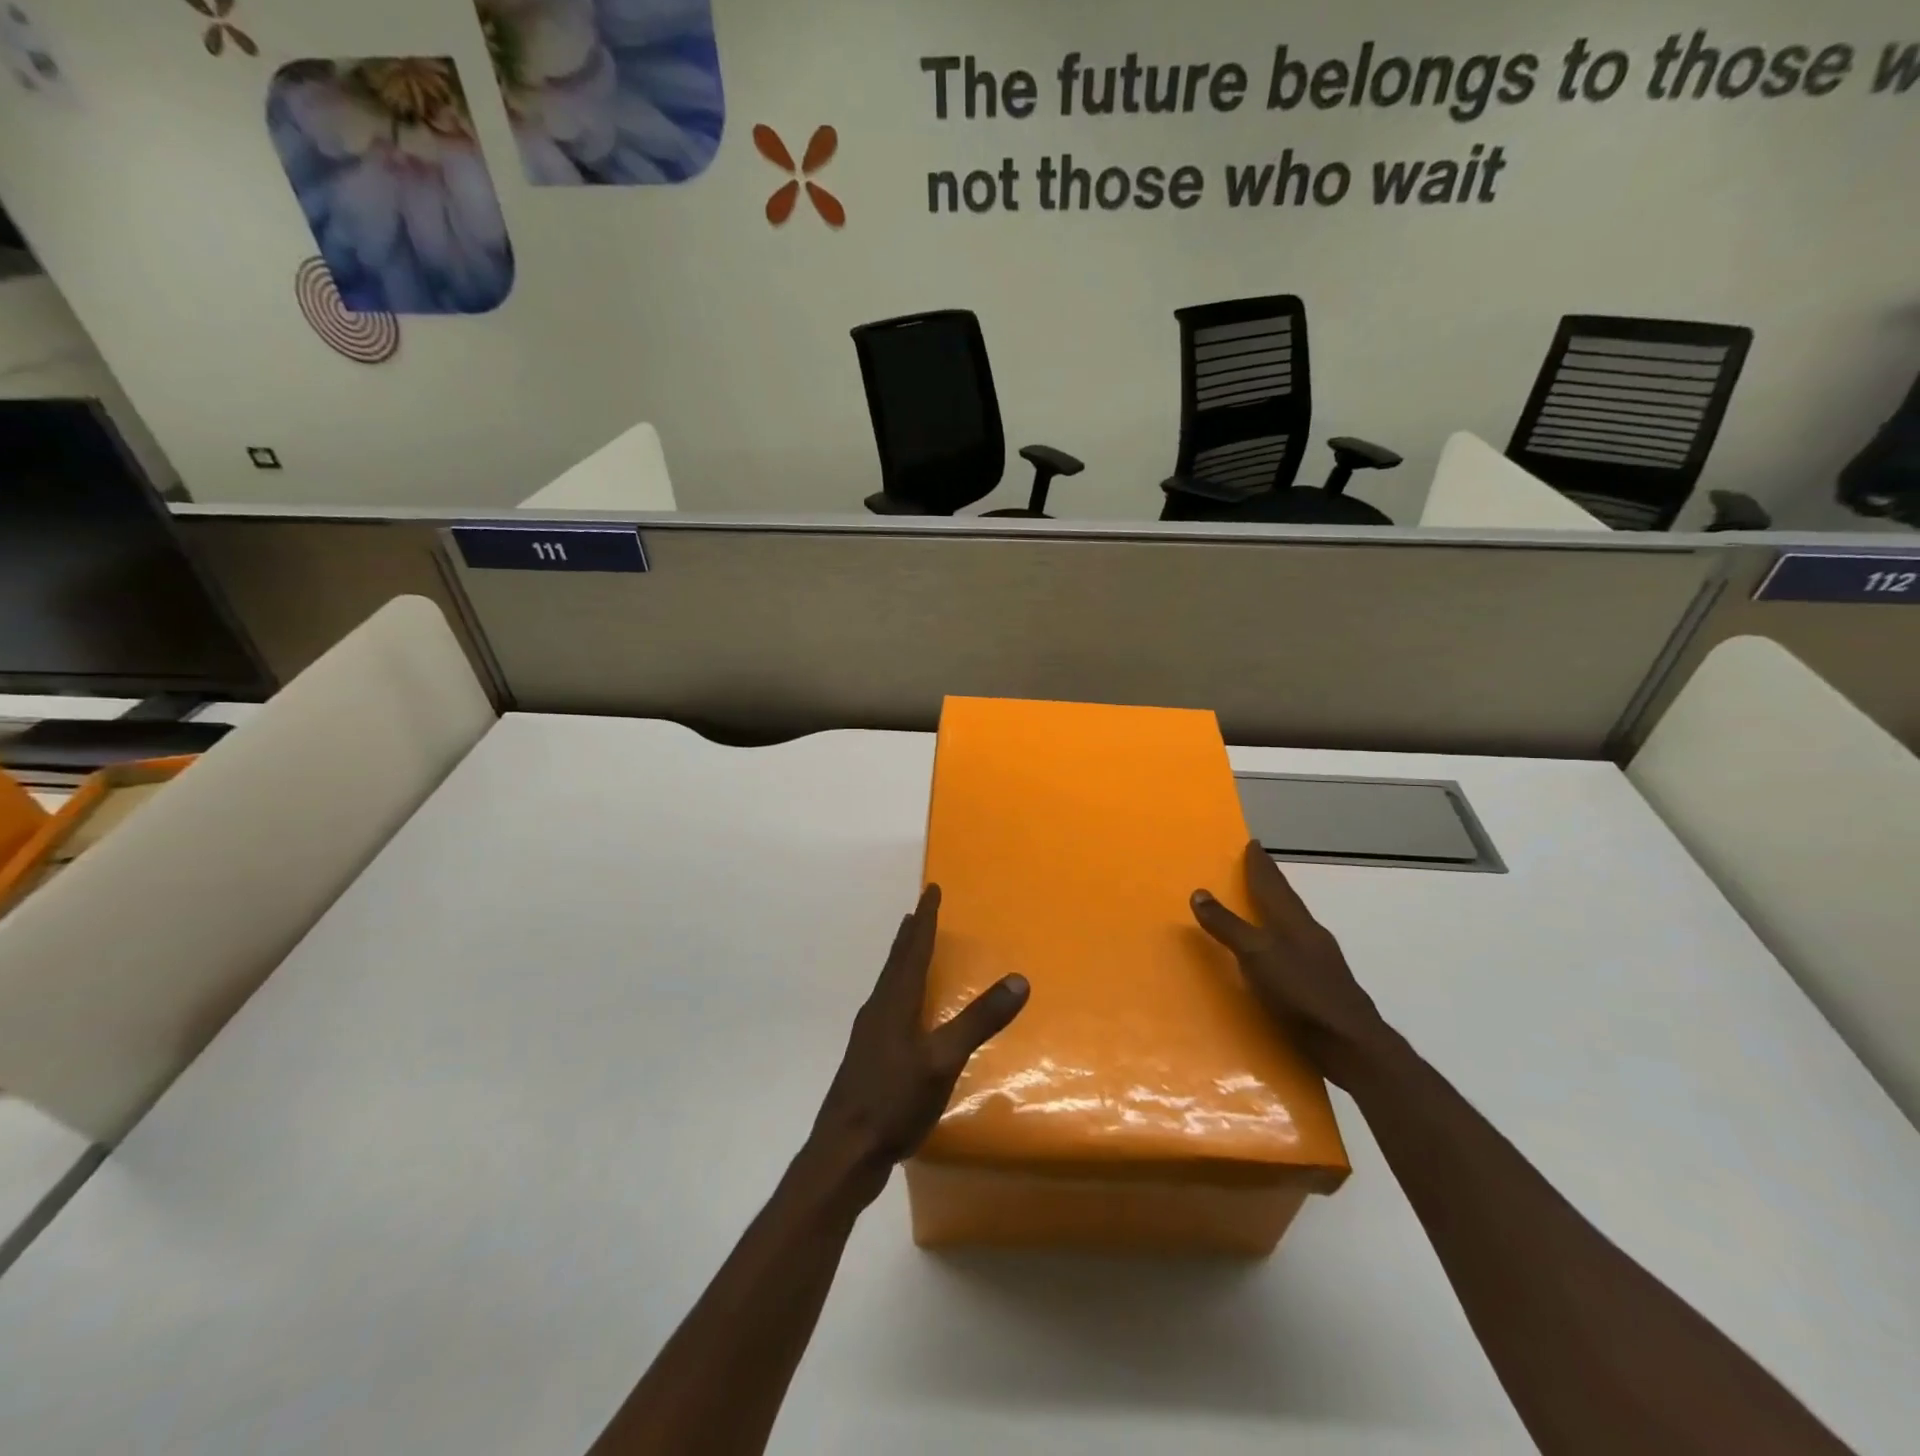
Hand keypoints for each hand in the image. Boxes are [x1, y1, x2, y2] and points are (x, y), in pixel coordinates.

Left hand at [811, 885, 1028, 1192]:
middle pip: (897, 961)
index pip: (913, 949)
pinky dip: (901, 990)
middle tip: (919, 910)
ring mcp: (869, 1035)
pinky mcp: (868, 1058)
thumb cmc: (893, 1100)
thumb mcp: (943, 1060)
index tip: (931, 889)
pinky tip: (906, 1012)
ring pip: (889, 984)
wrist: (843, 1151)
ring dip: (903, 960)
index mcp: (895, 1002)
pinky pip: (888, 1006)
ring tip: (912, 949)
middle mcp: (878, 1009)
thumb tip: (1019, 980)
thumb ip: (979, 1021)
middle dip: (910, 934)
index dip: (925, 919)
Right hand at [1191, 840, 1385, 1084]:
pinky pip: (1294, 952)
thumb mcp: (1256, 955)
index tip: (1253, 844)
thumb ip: (1228, 925)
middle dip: (1270, 885)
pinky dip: (1279, 943)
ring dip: (1275, 913)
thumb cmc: (1301, 993)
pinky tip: (1273, 957)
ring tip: (1259, 908)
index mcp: (1295, 922)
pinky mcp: (1321, 988)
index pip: (1273, 884)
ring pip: (1293, 926)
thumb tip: (1199, 893)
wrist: (1352, 1045)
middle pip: (1286, 902)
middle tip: (1254, 869)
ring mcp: (1320, 962)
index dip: (1261, 865)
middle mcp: (1310, 936)